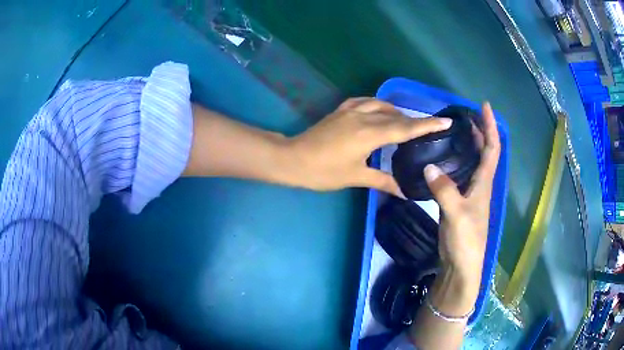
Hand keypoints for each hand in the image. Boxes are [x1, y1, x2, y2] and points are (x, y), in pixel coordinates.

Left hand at [287, 98, 451, 195]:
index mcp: (370, 134)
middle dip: (415, 120)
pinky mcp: (340, 111)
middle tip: (429, 126)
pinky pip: (363, 101)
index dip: (427, 125)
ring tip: (405, 122)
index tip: (445, 121)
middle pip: (396, 115)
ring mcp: (350, 111)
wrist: (293, 159)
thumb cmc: (324, 171)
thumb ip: (382, 181)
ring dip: (396, 111)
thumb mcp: (355, 177)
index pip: (406, 128)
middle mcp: (364, 117)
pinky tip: (379, 110)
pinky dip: (376, 104)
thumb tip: (405, 192)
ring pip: (381, 105)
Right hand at [423, 102, 500, 301]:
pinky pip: (459, 174)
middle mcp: (480, 184)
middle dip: (480, 130)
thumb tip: (428, 166)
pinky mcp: (459, 201)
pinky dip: (455, 161)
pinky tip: (443, 159)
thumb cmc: (466, 240)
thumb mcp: (456, 215)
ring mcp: (470, 193)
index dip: (490, 126)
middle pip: (484, 151)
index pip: (492, 148)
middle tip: (465, 114)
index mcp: (484, 183)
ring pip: (472, 162)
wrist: (462, 264)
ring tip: (455, 130)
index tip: (485, 106)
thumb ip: (444, 190)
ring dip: (468, 144)